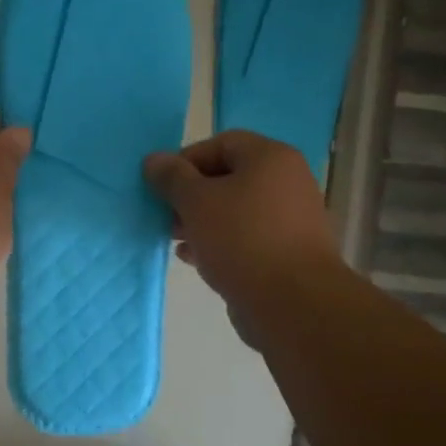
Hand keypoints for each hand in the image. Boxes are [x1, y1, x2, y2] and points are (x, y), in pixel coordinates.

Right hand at [144, 132, 340, 316]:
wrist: (292, 302)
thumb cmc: (241, 239)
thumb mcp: (196, 202)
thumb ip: (172, 177)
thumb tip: (153, 159)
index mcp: (270, 158)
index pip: (221, 143)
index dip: (186, 160)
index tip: (161, 186)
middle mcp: (287, 181)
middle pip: (228, 177)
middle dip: (191, 195)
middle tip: (166, 215)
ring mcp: (290, 219)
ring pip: (235, 210)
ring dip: (201, 221)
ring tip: (176, 240)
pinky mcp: (287, 252)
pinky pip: (246, 237)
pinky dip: (219, 242)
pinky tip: (194, 258)